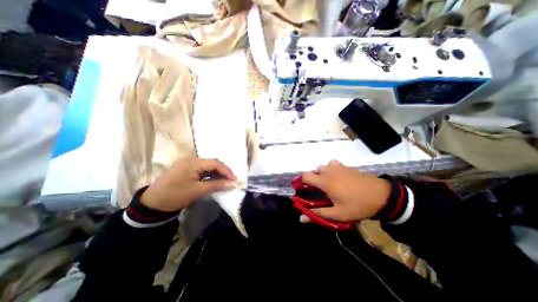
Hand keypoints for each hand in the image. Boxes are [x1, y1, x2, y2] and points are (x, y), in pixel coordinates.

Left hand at [140, 158, 236, 211]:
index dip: (226, 171)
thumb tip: (231, 184)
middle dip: (223, 172)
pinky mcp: (186, 169)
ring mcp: (188, 164)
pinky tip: (214, 181)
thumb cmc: (175, 195)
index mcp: (193, 162)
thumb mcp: (197, 191)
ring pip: (208, 167)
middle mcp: (191, 159)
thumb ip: (216, 185)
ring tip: (225, 182)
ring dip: (217, 174)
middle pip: (212, 163)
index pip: (215, 163)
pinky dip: (210, 176)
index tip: (235, 180)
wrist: (152, 204)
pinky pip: (202, 170)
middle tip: (231, 181)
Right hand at [298, 162, 391, 222]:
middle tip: (320, 190)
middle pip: (314, 170)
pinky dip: (332, 169)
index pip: (306, 176)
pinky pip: (333, 164)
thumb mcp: (338, 214)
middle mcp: (329, 171)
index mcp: (325, 182)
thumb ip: (318, 214)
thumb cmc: (358, 205)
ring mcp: (339, 167)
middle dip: (314, 179)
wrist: (382, 196)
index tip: (304, 189)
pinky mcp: (347, 166)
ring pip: (324, 166)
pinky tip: (339, 177)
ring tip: (329, 183)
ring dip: (323, 173)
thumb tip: (301, 218)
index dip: (302, 181)